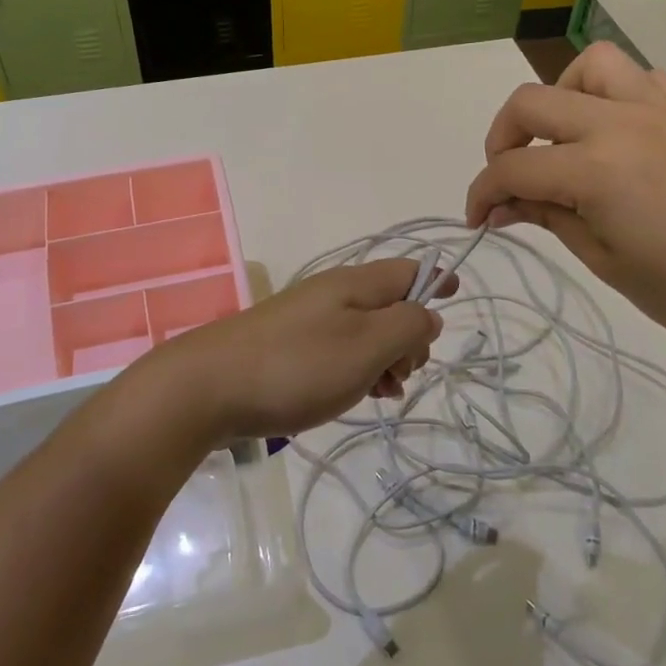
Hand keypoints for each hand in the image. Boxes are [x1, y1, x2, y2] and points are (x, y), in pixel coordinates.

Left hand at [141, 259, 450, 443]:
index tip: (456, 300)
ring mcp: (308, 319)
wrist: (208, 387)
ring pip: (366, 331)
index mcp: (355, 284)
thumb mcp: (367, 346)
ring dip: (385, 359)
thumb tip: (429, 314)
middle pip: (390, 303)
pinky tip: (355, 396)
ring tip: (382, 393)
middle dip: (410, 337)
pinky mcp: (289, 346)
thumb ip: (408, 326)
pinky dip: (357, 369)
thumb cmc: (297, 366)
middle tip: (402, 374)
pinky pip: (339, 350)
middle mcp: (333, 293)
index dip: (437, 281)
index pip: (409, 270)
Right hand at [464, 42, 665, 357]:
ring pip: (588, 66)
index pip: (513, 167)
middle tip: (508, 181)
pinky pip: (637, 78)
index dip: (482, 193)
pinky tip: (613, 134)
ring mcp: (658, 109)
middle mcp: (620, 122)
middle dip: (503, 138)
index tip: (476, 219)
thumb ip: (549, 219)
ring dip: (559, 98)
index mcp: (595, 168)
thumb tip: (501, 207)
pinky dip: (609, 95)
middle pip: (532, 101)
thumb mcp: (607, 262)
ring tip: (561, 141)